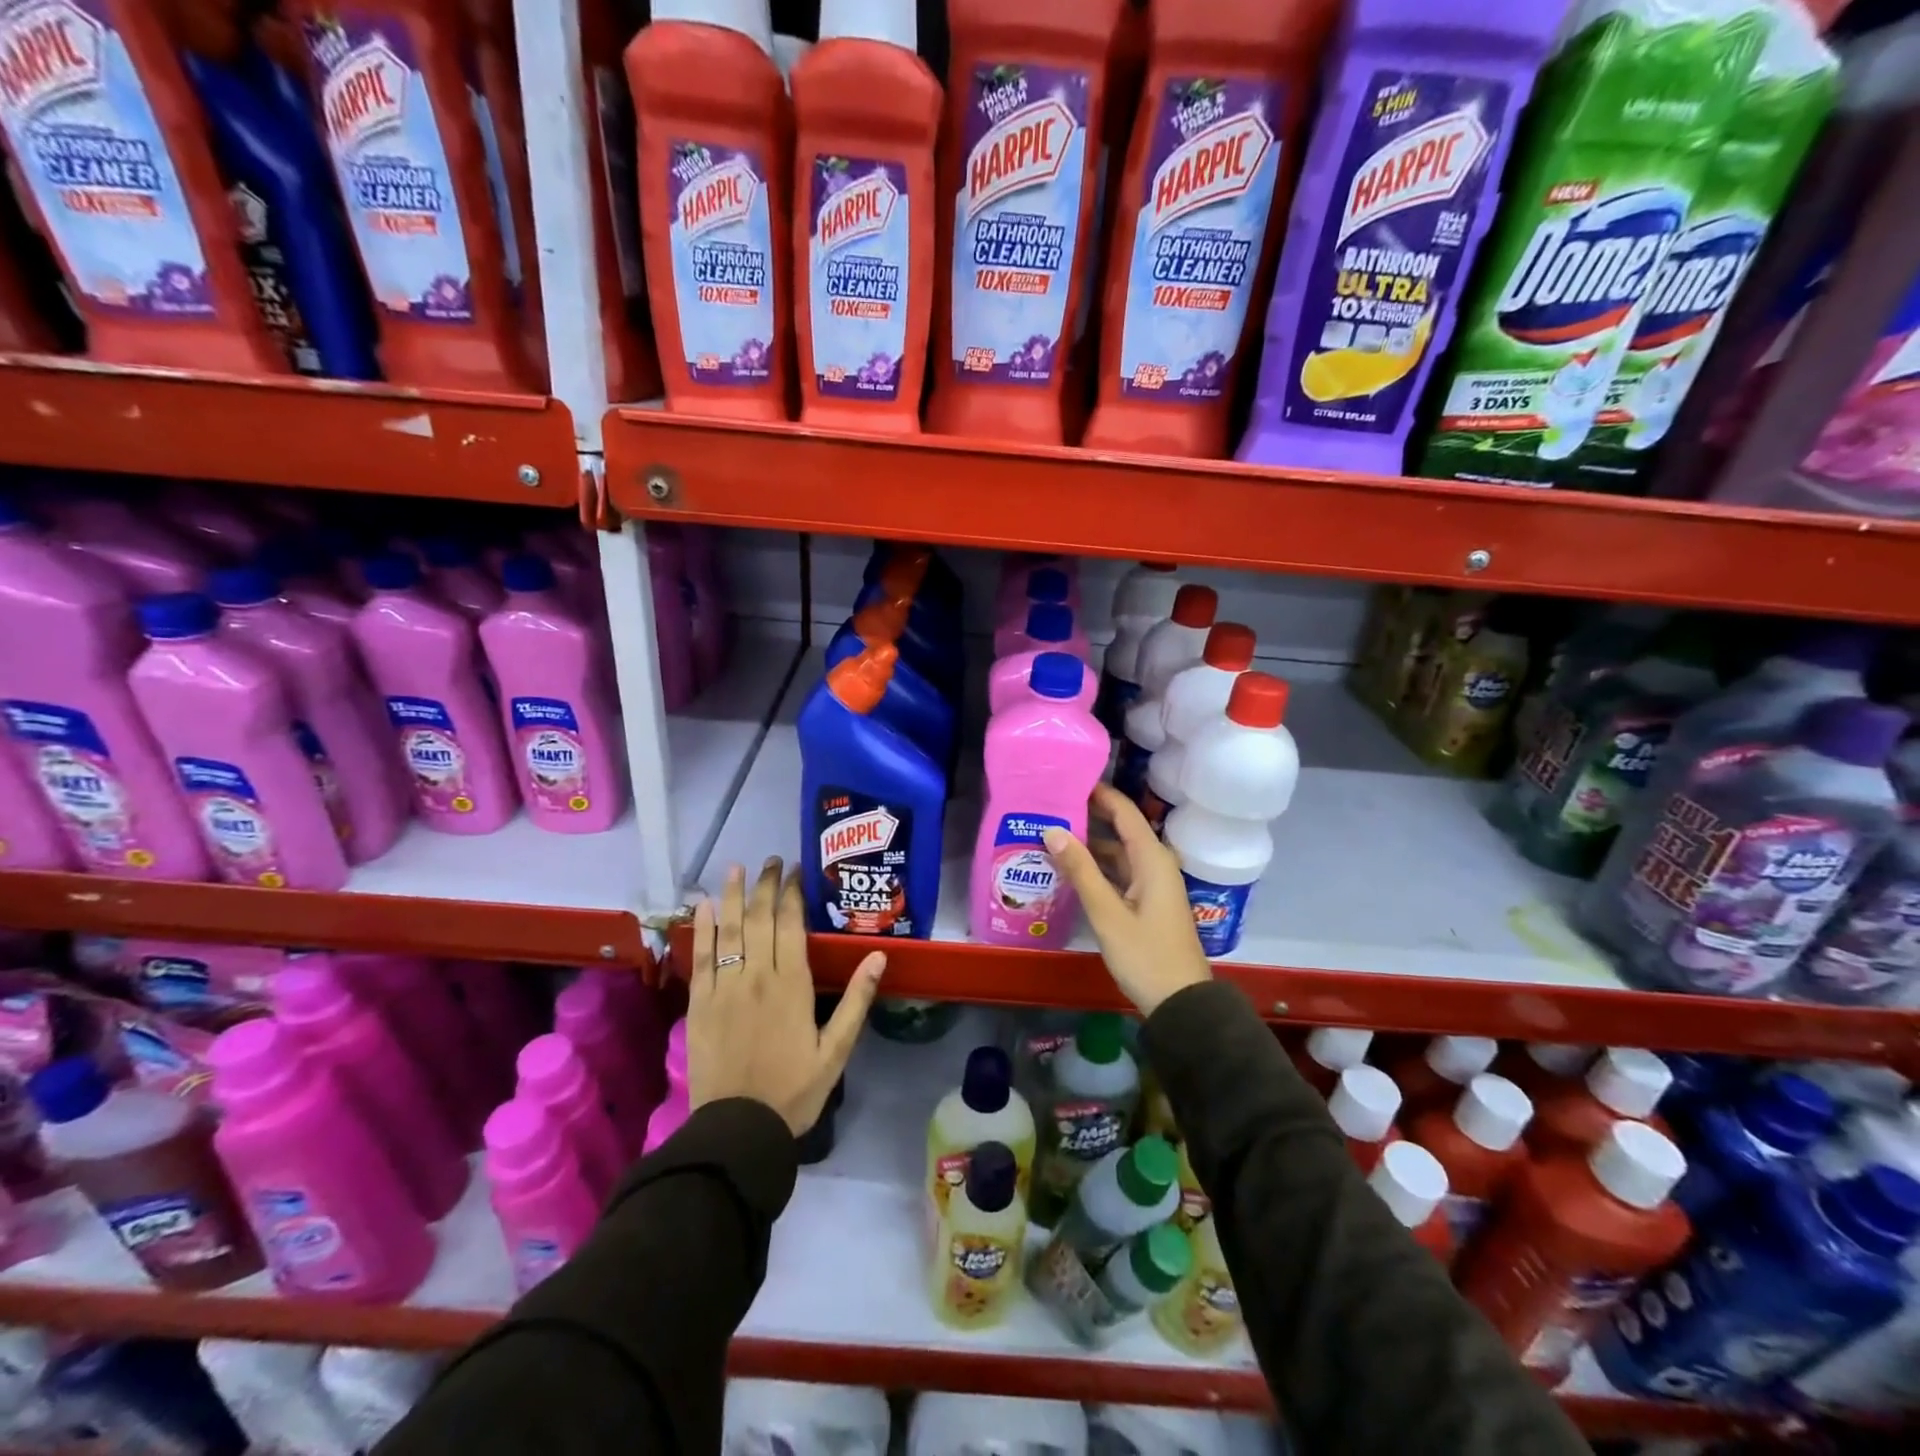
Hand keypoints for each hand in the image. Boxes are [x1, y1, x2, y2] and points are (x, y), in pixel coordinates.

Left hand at [687, 858, 885, 1134]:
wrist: (739, 1128)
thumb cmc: (794, 1089)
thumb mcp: (837, 1050)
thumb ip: (856, 1000)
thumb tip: (878, 956)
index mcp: (792, 984)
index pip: (791, 924)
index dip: (792, 893)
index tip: (795, 870)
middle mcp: (758, 976)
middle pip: (759, 918)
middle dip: (765, 885)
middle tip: (771, 860)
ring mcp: (725, 987)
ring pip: (728, 930)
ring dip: (731, 895)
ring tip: (736, 867)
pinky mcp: (700, 1003)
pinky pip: (701, 956)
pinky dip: (702, 928)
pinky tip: (702, 905)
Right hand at [1042, 784, 1211, 1015]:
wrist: (1181, 1003)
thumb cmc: (1146, 955)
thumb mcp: (1107, 913)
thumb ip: (1080, 870)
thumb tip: (1052, 830)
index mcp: (1152, 859)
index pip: (1124, 812)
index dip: (1099, 793)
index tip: (1068, 779)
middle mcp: (1156, 864)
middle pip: (1121, 829)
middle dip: (1089, 815)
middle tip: (1051, 805)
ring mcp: (1152, 884)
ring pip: (1119, 852)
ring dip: (1090, 843)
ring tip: (1052, 833)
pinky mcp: (1147, 902)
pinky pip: (1120, 872)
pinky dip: (1097, 866)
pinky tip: (1070, 868)